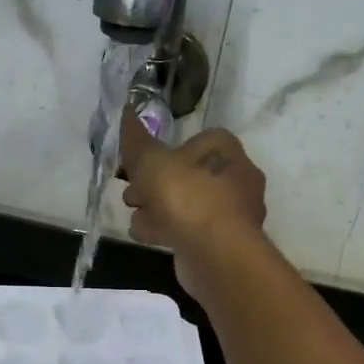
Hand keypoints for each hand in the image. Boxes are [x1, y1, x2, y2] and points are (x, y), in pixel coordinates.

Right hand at [120, 108, 267, 301]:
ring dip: (159, 211)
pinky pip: (192, 230)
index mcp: (225, 150)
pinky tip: (151, 238)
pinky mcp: (225, 243)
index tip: (142, 167)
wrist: (215, 253)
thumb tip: (127, 109)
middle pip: (187, 176)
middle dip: (155, 186)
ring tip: (138, 220)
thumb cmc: (186, 198)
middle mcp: (236, 177)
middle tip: (134, 196)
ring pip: (188, 205)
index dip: (165, 153)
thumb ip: (137, 140)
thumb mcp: (152, 163)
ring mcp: (234, 213)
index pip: (194, 142)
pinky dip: (170, 232)